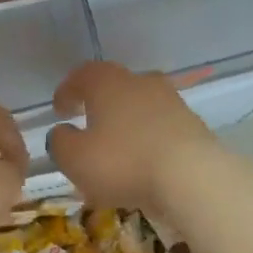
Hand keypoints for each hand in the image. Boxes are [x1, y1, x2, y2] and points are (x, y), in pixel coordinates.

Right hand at [47, 61, 217, 213]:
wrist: (191, 177)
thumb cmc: (122, 162)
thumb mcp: (74, 158)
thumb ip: (60, 142)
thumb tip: (61, 132)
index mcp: (108, 83)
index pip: (83, 75)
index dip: (68, 90)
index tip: (59, 109)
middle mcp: (141, 83)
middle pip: (115, 87)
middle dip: (99, 105)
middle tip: (87, 124)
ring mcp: (172, 102)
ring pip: (140, 108)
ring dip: (125, 124)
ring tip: (116, 149)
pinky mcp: (193, 126)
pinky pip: (160, 128)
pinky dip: (147, 140)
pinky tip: (142, 162)